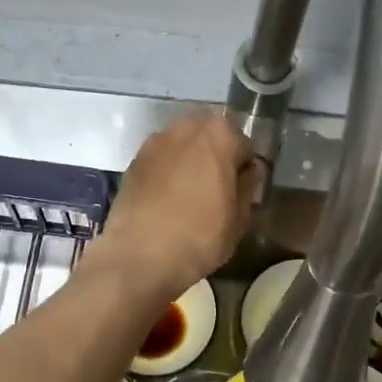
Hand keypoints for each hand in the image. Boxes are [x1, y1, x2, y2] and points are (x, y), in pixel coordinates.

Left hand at [94, 112, 255, 299]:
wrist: (140, 255)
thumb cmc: (200, 235)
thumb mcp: (240, 218)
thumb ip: (248, 186)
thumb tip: (247, 173)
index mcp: (219, 134)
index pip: (243, 144)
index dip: (244, 169)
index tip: (241, 191)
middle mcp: (185, 127)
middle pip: (209, 138)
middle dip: (215, 158)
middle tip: (217, 191)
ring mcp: (154, 142)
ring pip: (182, 146)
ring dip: (189, 163)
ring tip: (190, 195)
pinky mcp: (133, 161)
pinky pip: (160, 161)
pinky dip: (167, 173)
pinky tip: (167, 200)